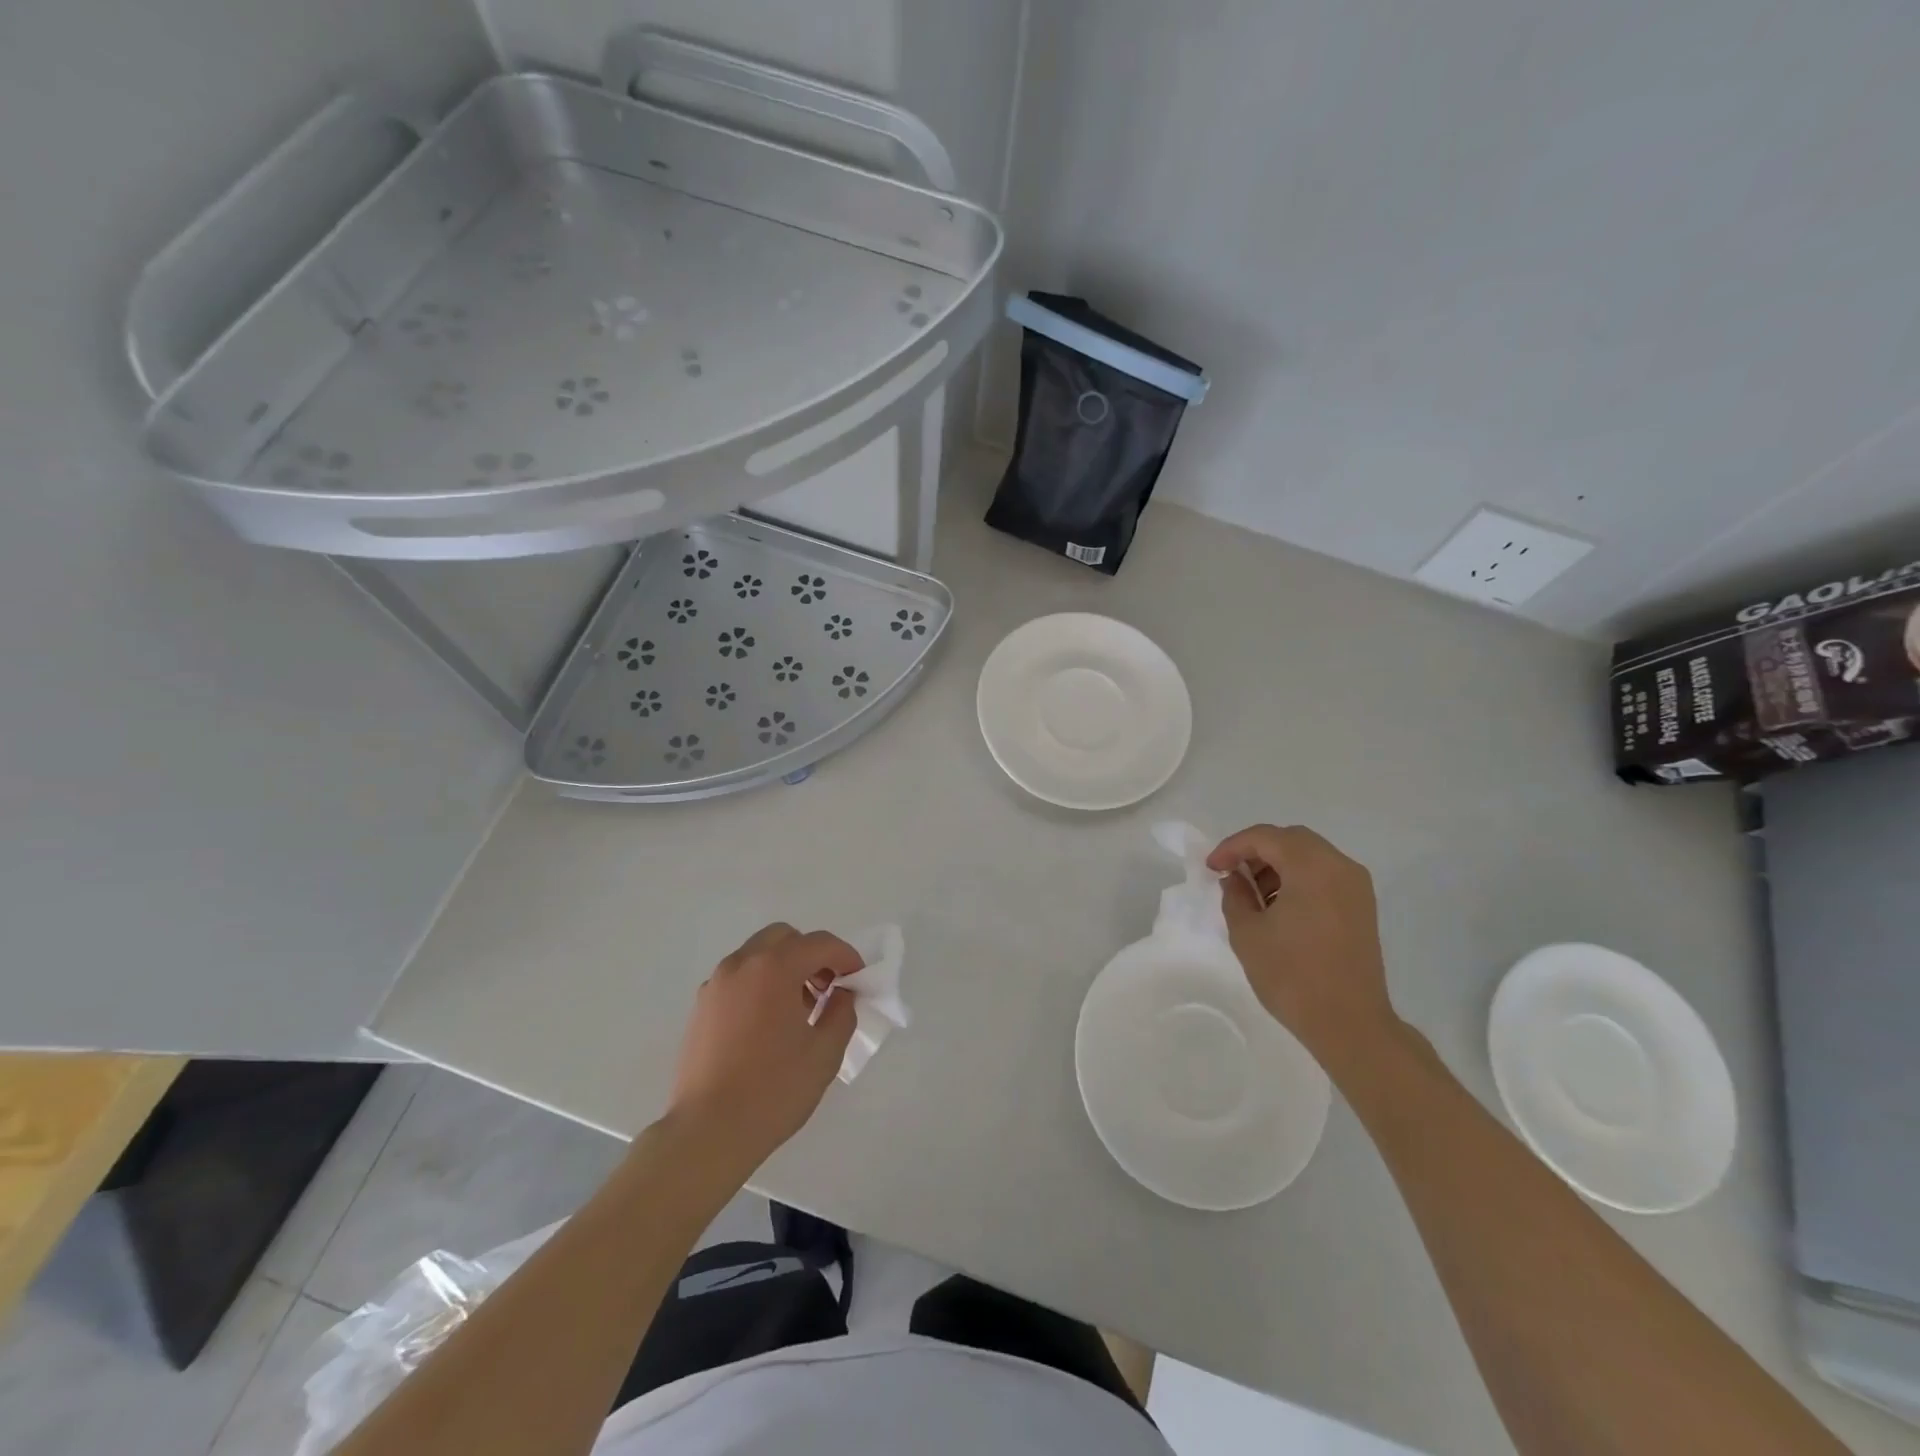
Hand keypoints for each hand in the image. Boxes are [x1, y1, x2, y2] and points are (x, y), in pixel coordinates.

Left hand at [666, 923, 859, 1169]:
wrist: (708, 1132)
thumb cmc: (774, 1090)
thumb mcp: (825, 1052)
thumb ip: (842, 1012)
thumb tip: (840, 994)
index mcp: (774, 968)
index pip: (819, 944)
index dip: (846, 956)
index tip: (858, 979)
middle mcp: (741, 965)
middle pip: (784, 938)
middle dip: (812, 955)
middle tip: (828, 987)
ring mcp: (716, 984)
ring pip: (758, 955)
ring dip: (785, 967)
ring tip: (800, 1008)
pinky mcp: (701, 1007)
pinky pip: (739, 978)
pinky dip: (760, 983)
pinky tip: (769, 1023)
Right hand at [1207, 825, 1399, 1065]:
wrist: (1350, 1024)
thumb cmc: (1292, 976)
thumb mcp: (1247, 933)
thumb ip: (1235, 895)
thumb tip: (1236, 879)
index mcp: (1312, 868)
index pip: (1265, 837)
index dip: (1232, 847)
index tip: (1211, 868)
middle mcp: (1340, 867)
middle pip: (1291, 839)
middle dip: (1256, 850)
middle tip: (1231, 874)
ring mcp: (1356, 887)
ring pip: (1310, 855)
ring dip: (1278, 864)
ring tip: (1253, 893)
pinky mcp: (1362, 907)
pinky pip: (1325, 875)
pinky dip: (1298, 878)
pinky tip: (1279, 906)